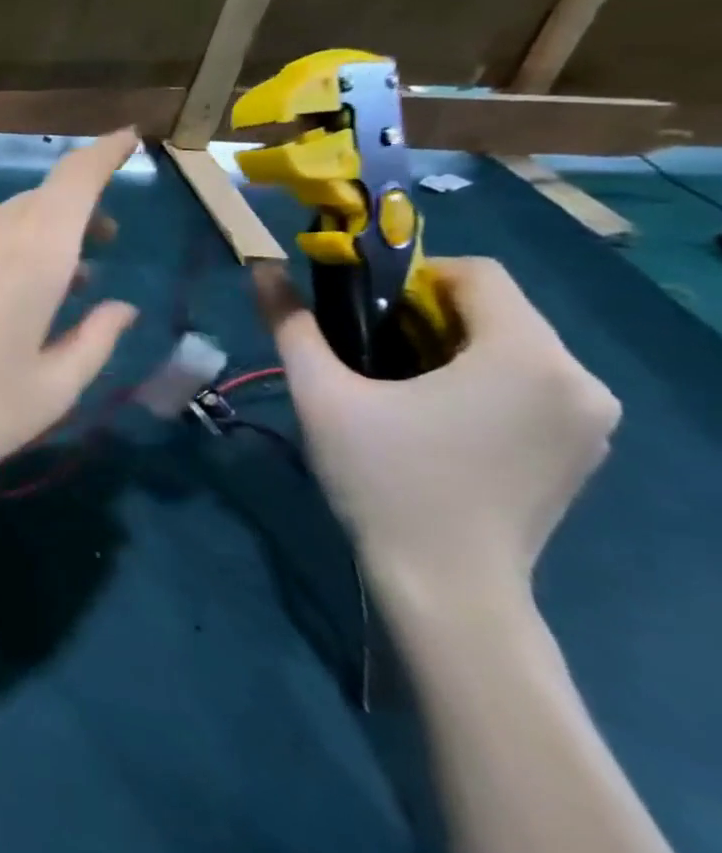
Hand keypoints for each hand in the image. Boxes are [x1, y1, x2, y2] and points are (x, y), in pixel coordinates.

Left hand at [0, 129, 139, 512]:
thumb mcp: (51, 390)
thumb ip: (95, 341)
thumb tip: (121, 308)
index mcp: (30, 252)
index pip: (74, 179)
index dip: (105, 154)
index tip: (130, 139)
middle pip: (38, 202)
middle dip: (77, 213)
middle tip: (103, 248)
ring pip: (2, 223)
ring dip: (37, 237)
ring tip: (61, 282)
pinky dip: (1, 252)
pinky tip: (3, 298)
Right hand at [257, 256, 620, 603]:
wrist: (445, 584)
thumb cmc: (383, 479)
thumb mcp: (322, 395)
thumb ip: (293, 324)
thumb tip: (261, 268)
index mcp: (525, 356)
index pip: (476, 273)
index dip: (411, 276)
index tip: (362, 310)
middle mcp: (578, 378)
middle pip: (496, 311)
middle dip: (427, 317)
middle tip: (368, 353)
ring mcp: (590, 419)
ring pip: (512, 348)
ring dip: (452, 349)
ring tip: (396, 389)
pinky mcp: (583, 449)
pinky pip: (530, 385)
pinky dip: (480, 382)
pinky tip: (435, 421)